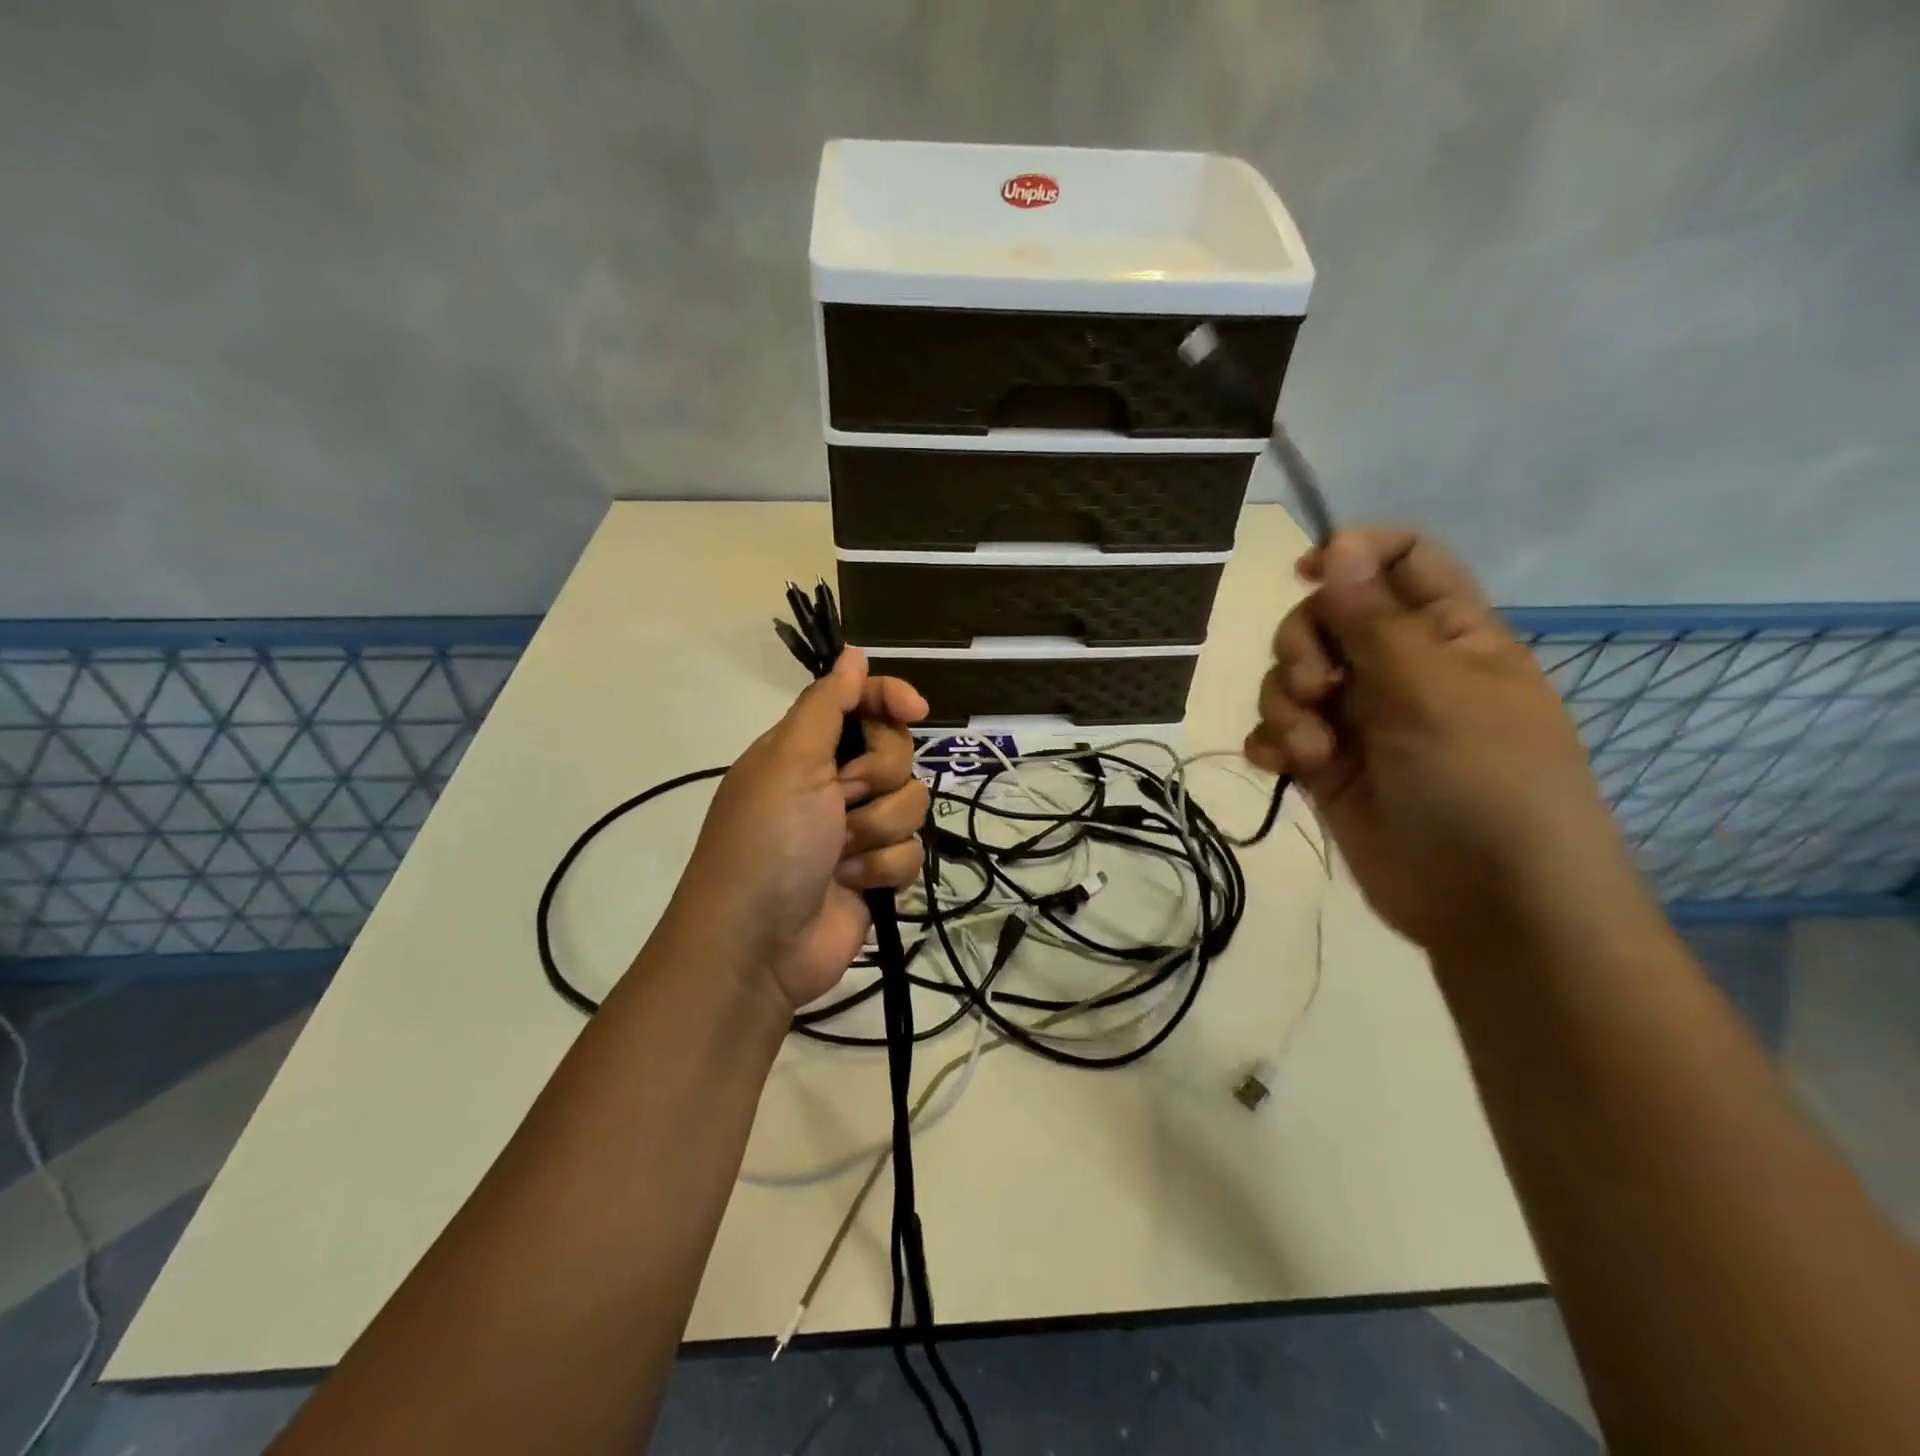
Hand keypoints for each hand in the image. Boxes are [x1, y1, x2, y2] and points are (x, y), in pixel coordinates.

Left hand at [675, 647, 929, 1009]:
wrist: (758, 946)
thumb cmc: (768, 841)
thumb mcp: (789, 761)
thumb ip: (826, 704)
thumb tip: (852, 653)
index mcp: (807, 749)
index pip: (862, 703)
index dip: (890, 699)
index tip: (914, 709)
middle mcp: (834, 783)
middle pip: (897, 752)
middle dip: (877, 778)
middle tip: (841, 799)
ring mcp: (857, 830)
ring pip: (912, 803)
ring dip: (877, 830)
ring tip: (839, 855)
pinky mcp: (876, 872)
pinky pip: (912, 852)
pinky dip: (882, 869)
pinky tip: (852, 884)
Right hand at [1245, 527, 1634, 955]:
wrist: (1490, 904)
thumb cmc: (1484, 784)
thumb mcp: (1432, 692)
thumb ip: (1374, 620)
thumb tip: (1337, 543)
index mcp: (1446, 634)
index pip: (1399, 560)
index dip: (1353, 554)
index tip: (1307, 573)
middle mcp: (1398, 668)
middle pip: (1323, 618)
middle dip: (1302, 647)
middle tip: (1319, 688)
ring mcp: (1359, 720)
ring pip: (1290, 678)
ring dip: (1286, 706)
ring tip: (1313, 751)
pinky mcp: (1326, 767)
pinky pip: (1278, 733)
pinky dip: (1272, 744)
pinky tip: (1284, 768)